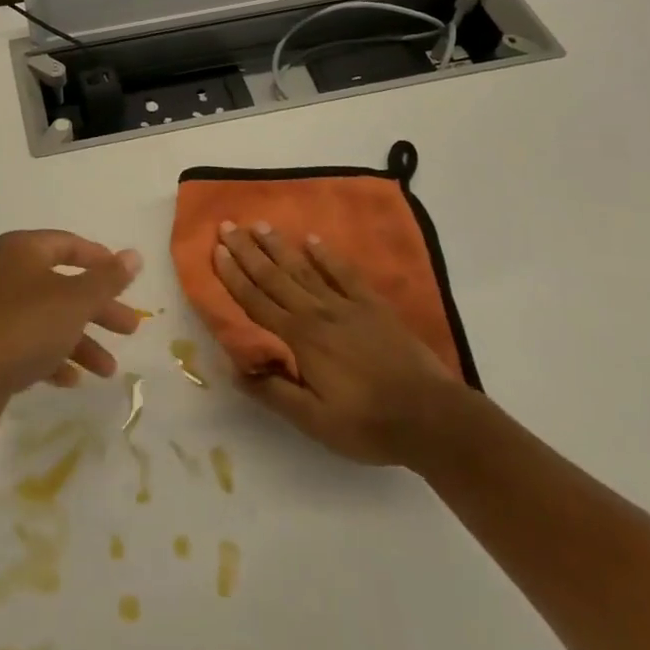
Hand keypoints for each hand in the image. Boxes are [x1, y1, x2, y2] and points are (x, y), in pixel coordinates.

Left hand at [0, 231, 143, 403]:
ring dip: (81, 341)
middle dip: (99, 308)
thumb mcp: (75, 300)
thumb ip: (107, 279)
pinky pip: (31, 345)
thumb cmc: (25, 326)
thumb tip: (134, 255)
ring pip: (50, 319)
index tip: (126, 280)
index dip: (99, 260)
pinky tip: (72, 380)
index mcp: (23, 251)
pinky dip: (54, 359)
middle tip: (130, 329)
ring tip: (108, 370)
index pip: (68, 244)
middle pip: (63, 285)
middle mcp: (7, 273)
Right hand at [213, 222, 468, 466]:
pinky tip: (313, 240)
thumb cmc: (367, 423)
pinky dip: (327, 255)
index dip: (234, 276)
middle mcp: (318, 313)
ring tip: (261, 226)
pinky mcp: (374, 306)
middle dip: (249, 252)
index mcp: (300, 340)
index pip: (257, 302)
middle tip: (229, 226)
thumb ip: (273, 392)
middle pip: (275, 277)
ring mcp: (347, 306)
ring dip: (280, 247)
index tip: (217, 251)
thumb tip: (234, 367)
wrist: (432, 418)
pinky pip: (345, 273)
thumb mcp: (314, 421)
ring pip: (305, 269)